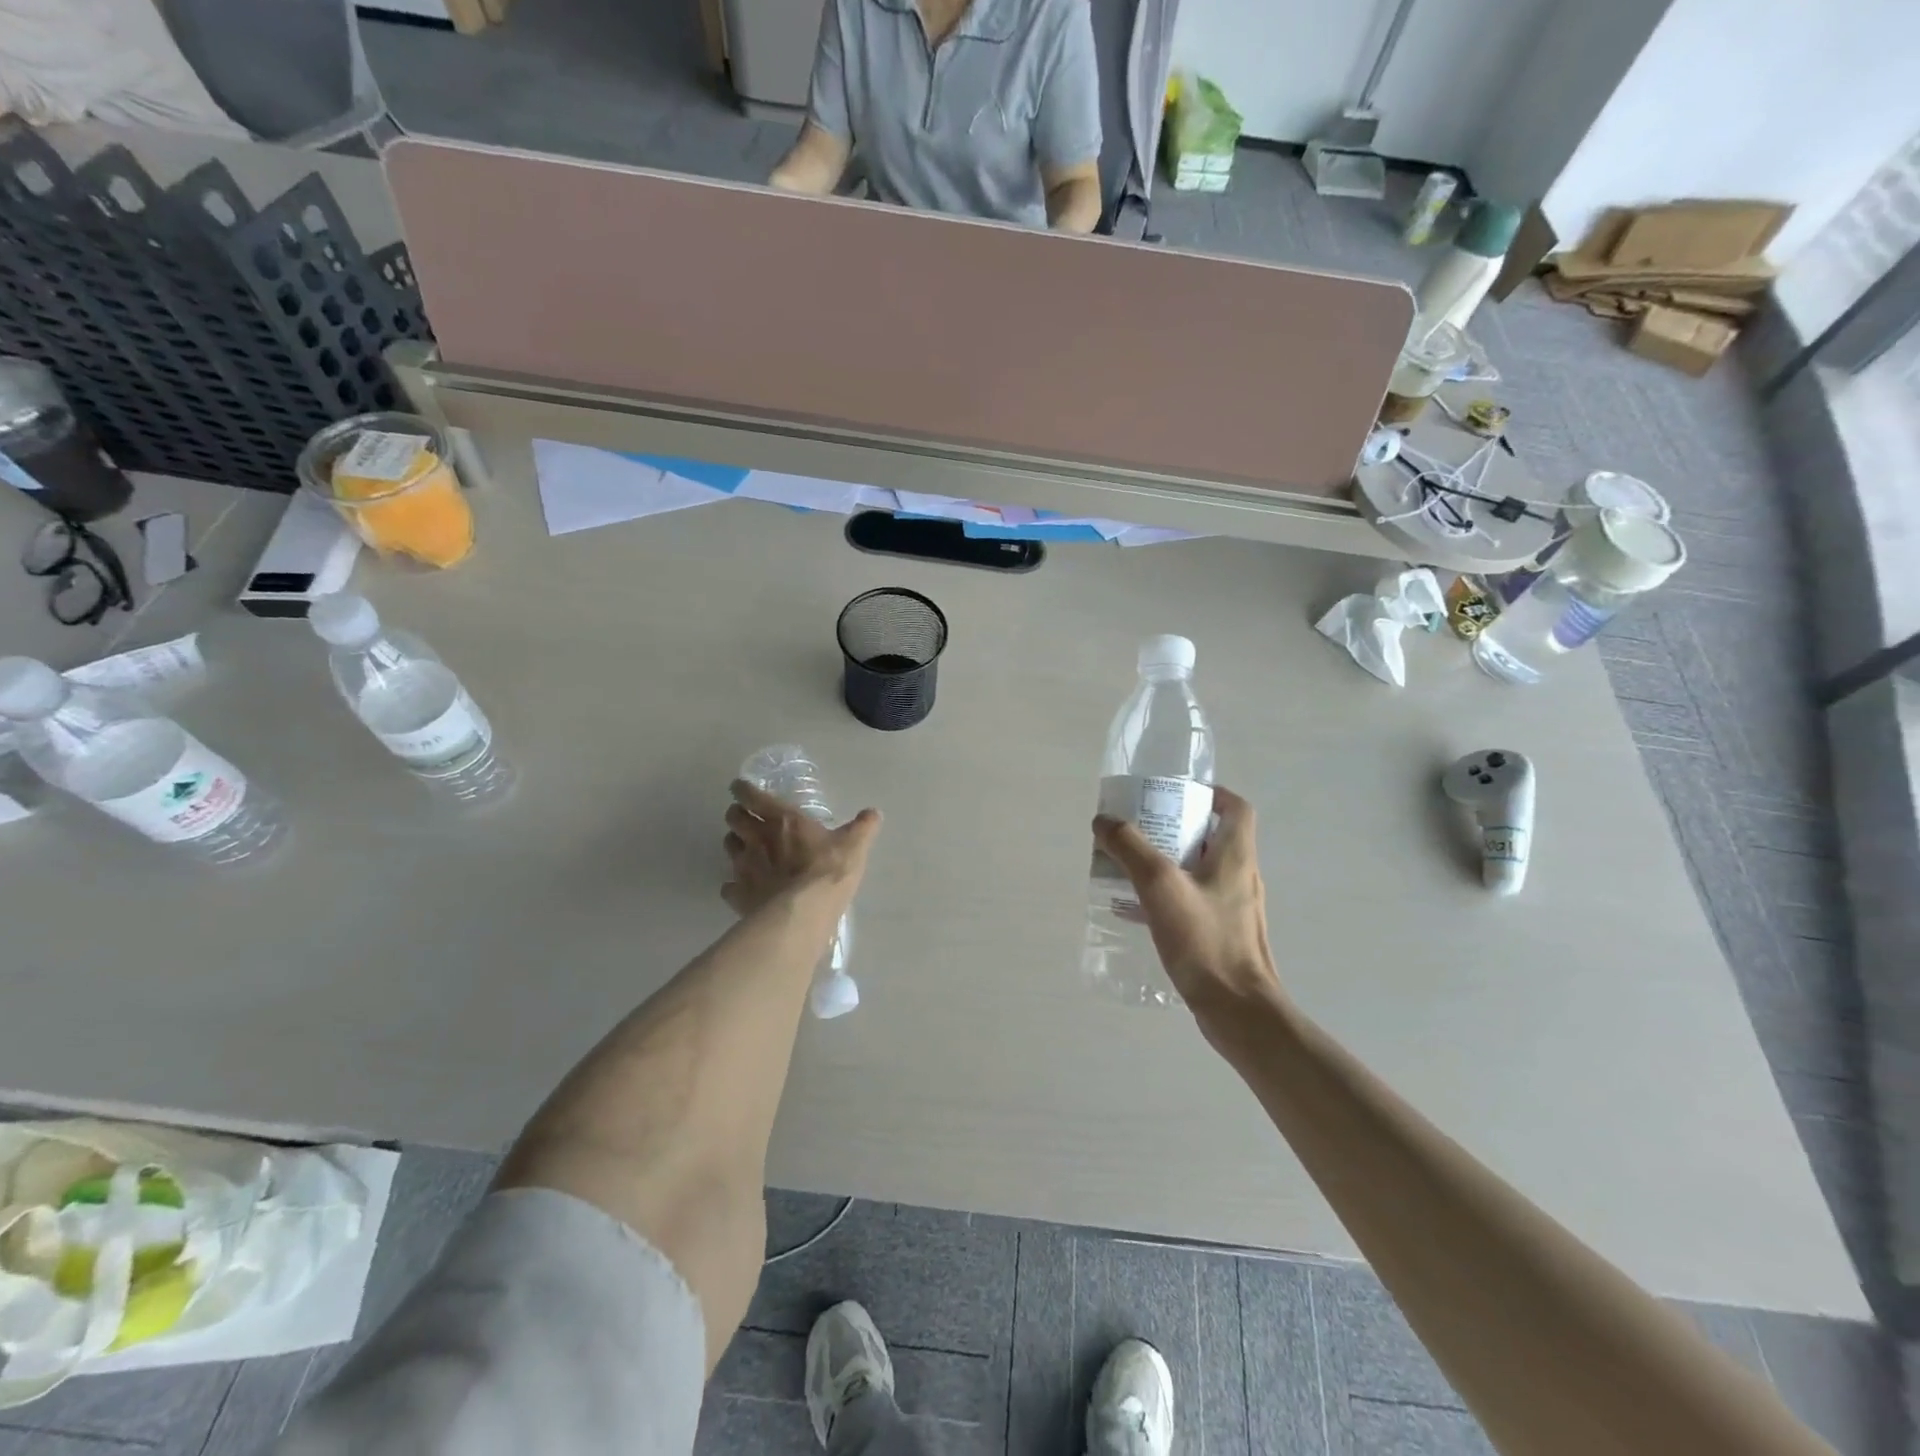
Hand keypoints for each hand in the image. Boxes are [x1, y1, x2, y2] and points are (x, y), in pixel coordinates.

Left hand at [723, 779, 880, 916]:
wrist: (804, 913)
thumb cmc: (829, 870)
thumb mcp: (854, 845)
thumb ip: (863, 827)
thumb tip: (873, 813)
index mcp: (782, 819)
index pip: (751, 795)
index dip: (742, 789)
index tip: (741, 788)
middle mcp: (757, 838)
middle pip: (733, 818)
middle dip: (737, 814)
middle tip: (746, 817)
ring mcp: (744, 867)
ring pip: (728, 846)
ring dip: (735, 844)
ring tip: (746, 849)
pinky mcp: (739, 894)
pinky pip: (729, 886)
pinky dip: (734, 885)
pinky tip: (744, 889)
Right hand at [1092, 786, 1283, 1022]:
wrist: (1237, 1010)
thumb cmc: (1204, 940)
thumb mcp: (1159, 885)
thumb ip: (1130, 848)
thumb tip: (1104, 821)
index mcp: (1236, 856)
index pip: (1235, 808)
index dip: (1210, 794)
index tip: (1176, 795)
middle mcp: (1240, 876)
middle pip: (1211, 837)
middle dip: (1174, 828)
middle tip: (1139, 830)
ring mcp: (1234, 908)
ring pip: (1199, 871)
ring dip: (1167, 863)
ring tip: (1130, 867)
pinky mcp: (1223, 935)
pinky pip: (1193, 901)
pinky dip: (1167, 896)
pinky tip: (1136, 911)